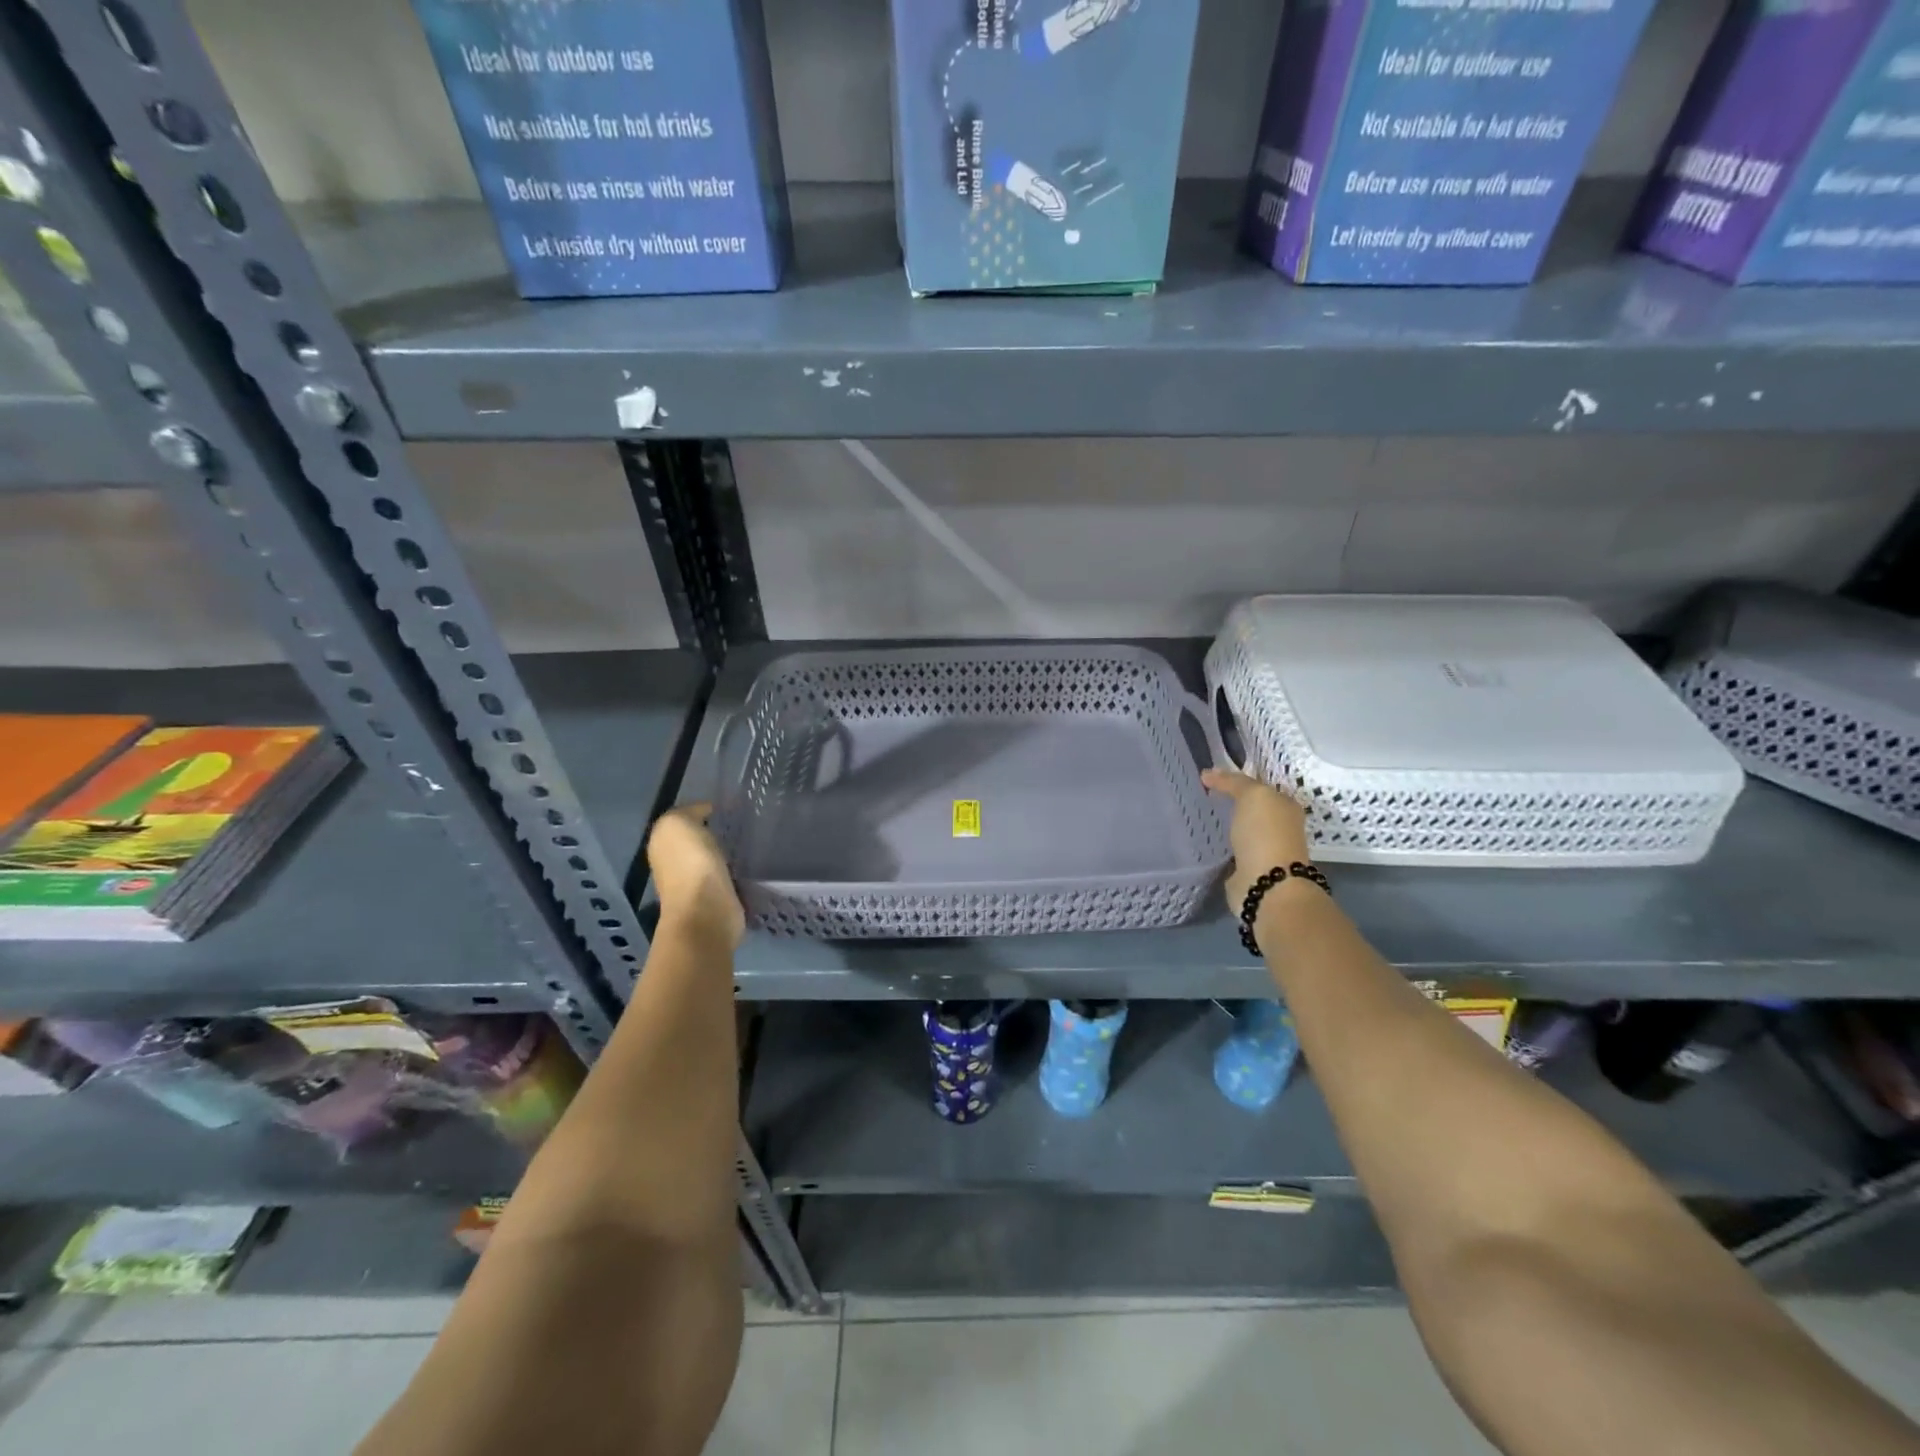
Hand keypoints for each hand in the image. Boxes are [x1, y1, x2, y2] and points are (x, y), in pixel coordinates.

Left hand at [647, 803, 744, 948]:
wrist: (706, 911)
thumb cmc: (691, 863)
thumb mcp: (679, 822)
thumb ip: (689, 812)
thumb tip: (705, 813)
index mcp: (662, 843)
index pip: (682, 820)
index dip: (702, 810)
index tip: (728, 807)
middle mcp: (674, 863)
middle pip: (697, 840)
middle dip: (716, 832)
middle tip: (742, 822)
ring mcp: (695, 883)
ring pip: (713, 858)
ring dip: (727, 851)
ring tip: (748, 840)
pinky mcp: (717, 898)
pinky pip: (728, 875)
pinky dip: (737, 869)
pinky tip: (750, 862)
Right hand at [1201, 769, 1311, 917]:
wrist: (1267, 884)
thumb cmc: (1265, 834)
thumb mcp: (1253, 795)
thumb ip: (1233, 782)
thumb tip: (1208, 773)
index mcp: (1286, 807)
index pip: (1259, 787)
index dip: (1236, 780)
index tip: (1209, 778)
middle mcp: (1279, 827)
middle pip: (1251, 809)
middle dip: (1230, 802)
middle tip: (1201, 794)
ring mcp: (1264, 849)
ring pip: (1241, 829)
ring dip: (1226, 825)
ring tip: (1200, 816)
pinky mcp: (1248, 869)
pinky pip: (1231, 849)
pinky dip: (1221, 845)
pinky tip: (1206, 840)